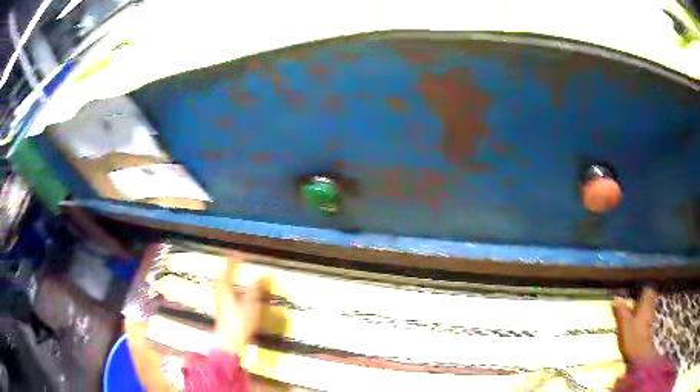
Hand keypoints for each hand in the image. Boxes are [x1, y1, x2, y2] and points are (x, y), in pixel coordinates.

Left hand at [213, 263, 261, 354]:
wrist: (229, 342)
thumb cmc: (239, 320)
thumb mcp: (251, 303)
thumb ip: (256, 287)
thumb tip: (264, 273)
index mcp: (224, 287)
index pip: (227, 267)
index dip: (234, 260)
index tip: (242, 255)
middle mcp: (219, 292)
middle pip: (222, 276)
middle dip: (230, 269)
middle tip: (237, 264)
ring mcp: (219, 302)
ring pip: (223, 285)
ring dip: (230, 279)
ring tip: (239, 278)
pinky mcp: (221, 311)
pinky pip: (225, 294)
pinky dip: (231, 289)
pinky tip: (239, 296)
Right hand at [612, 288, 658, 362]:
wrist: (640, 355)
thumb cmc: (633, 337)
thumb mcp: (624, 324)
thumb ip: (621, 310)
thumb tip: (617, 298)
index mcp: (646, 302)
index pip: (646, 287)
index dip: (641, 284)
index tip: (634, 283)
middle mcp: (650, 306)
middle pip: (648, 295)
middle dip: (642, 294)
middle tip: (633, 294)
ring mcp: (650, 317)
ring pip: (647, 305)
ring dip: (641, 304)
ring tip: (633, 305)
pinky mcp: (648, 326)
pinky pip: (646, 314)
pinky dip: (641, 313)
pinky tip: (635, 318)